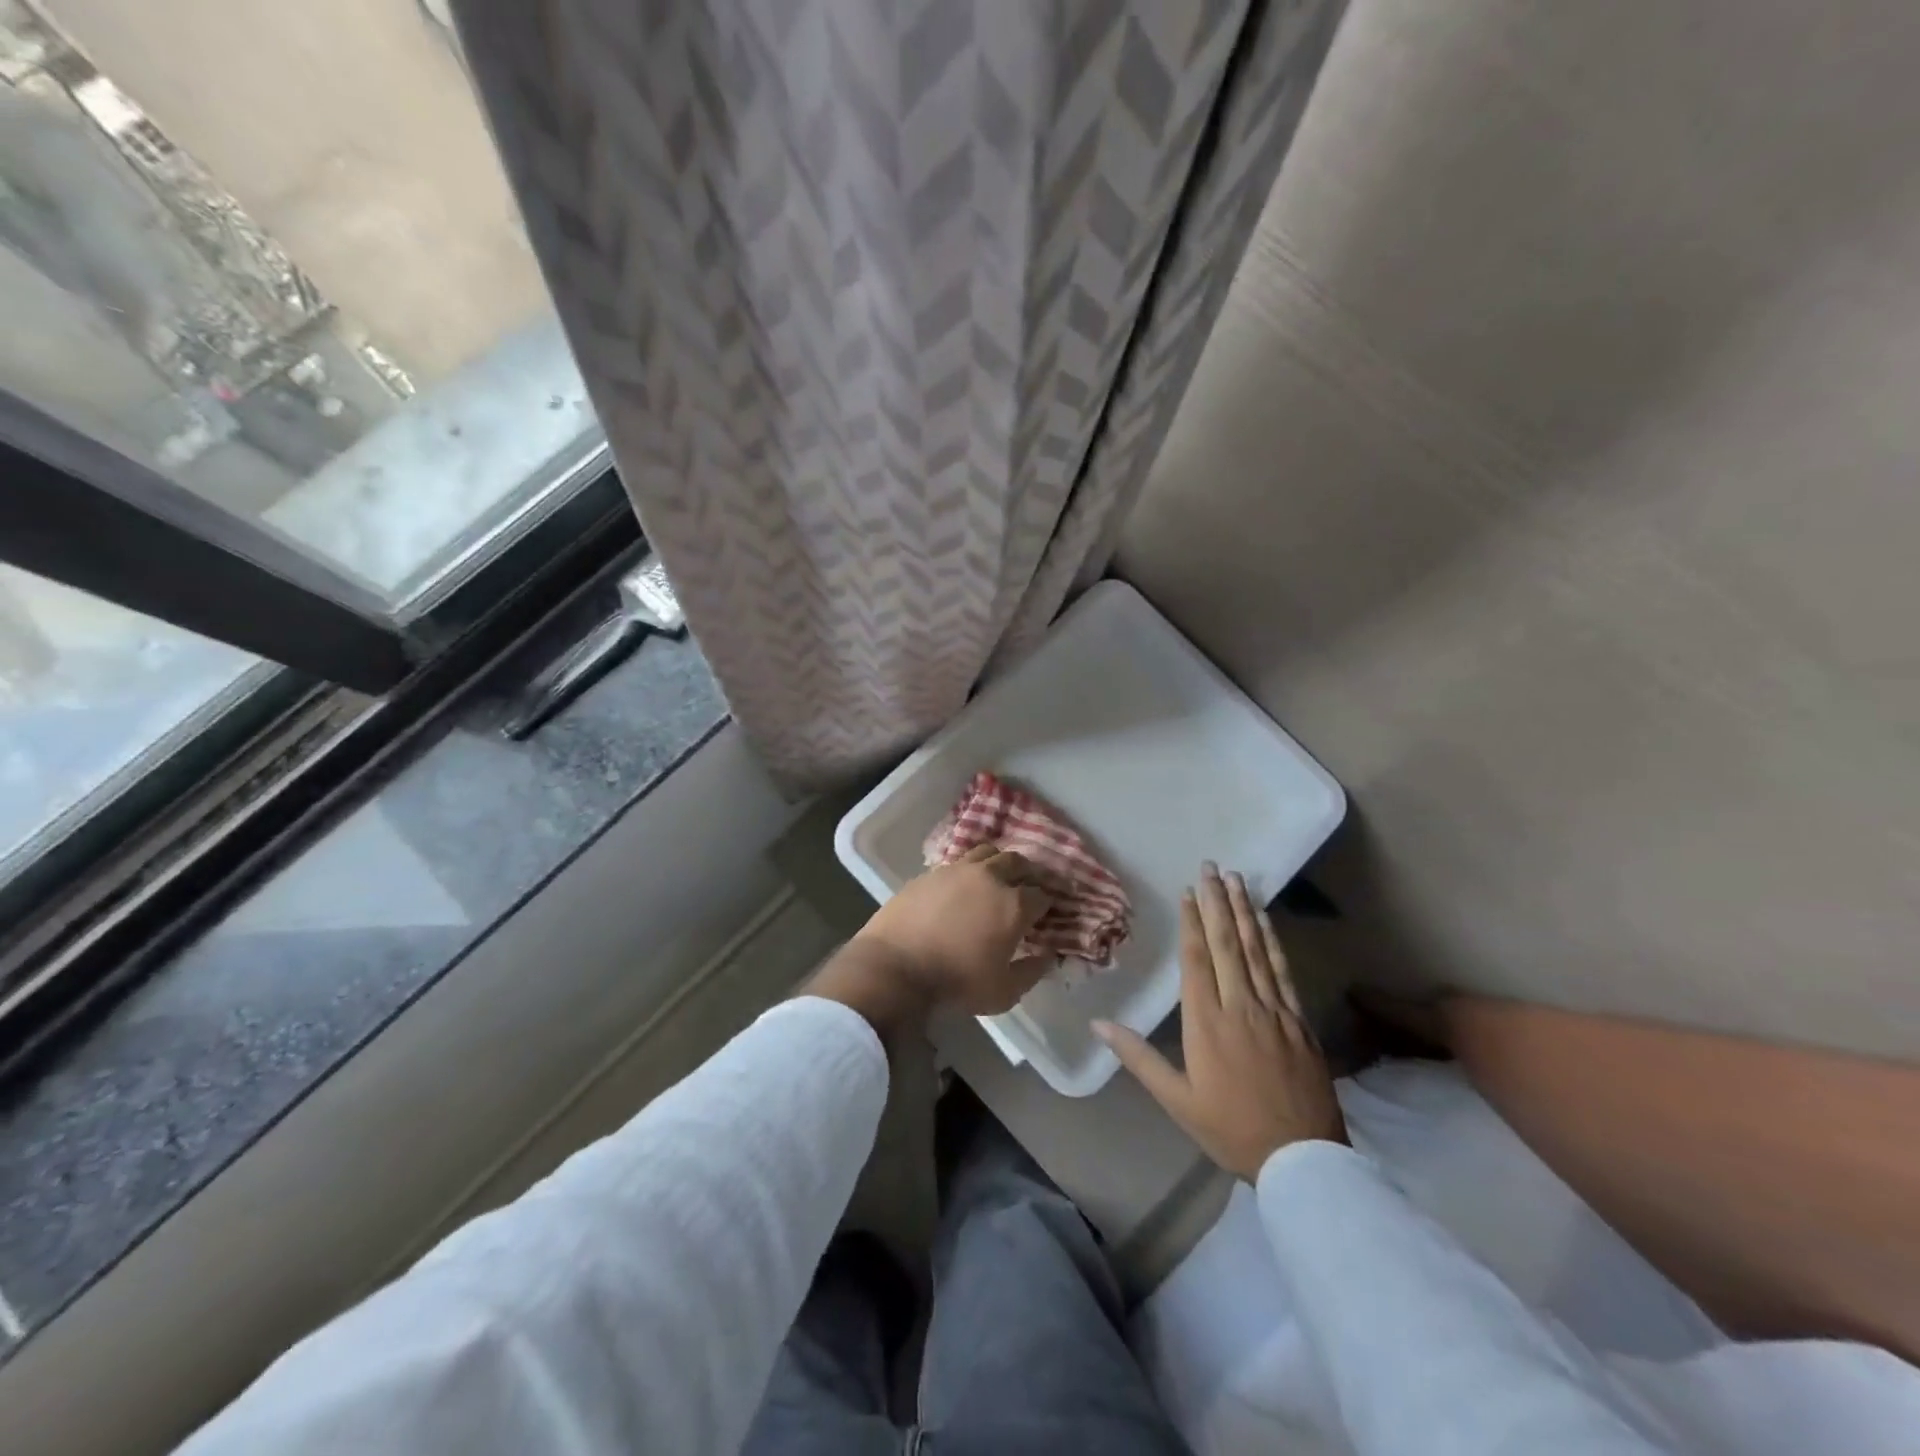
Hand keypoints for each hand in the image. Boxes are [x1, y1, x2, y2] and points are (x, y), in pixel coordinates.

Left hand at [849, 844, 1054, 1015]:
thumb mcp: (1004, 992)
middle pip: (1018, 862)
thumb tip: (1047, 955)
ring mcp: (958, 870)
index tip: (1047, 914)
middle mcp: (990, 878)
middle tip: (1027, 888)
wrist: (895, 967)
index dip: (1049, 904)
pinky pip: (958, 863)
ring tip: (996, 879)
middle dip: (1028, 873)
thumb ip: (1031, 971)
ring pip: (987, 853)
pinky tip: (962, 887)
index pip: (1042, 895)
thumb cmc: (956, 983)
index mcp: (1014, 905)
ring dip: (998, 863)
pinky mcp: (931, 872)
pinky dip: (968, 871)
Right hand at [1096, 863, 1345, 1179]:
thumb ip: (1137, 1057)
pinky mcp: (1299, 1020)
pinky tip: (1266, 920)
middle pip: (1226, 944)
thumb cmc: (1230, 1129)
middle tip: (1211, 867)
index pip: (1196, 960)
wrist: (1301, 1159)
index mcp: (1206, 1023)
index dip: (1191, 922)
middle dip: (1217, 902)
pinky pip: (1283, 971)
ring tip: (1236, 879)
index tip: (1188, 891)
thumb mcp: (1176, 1099)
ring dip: (1244, 911)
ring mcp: (1274, 1011)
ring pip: (1256, 950)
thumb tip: (1097, 1024)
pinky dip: (1273, 941)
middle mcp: (1240, 1006)